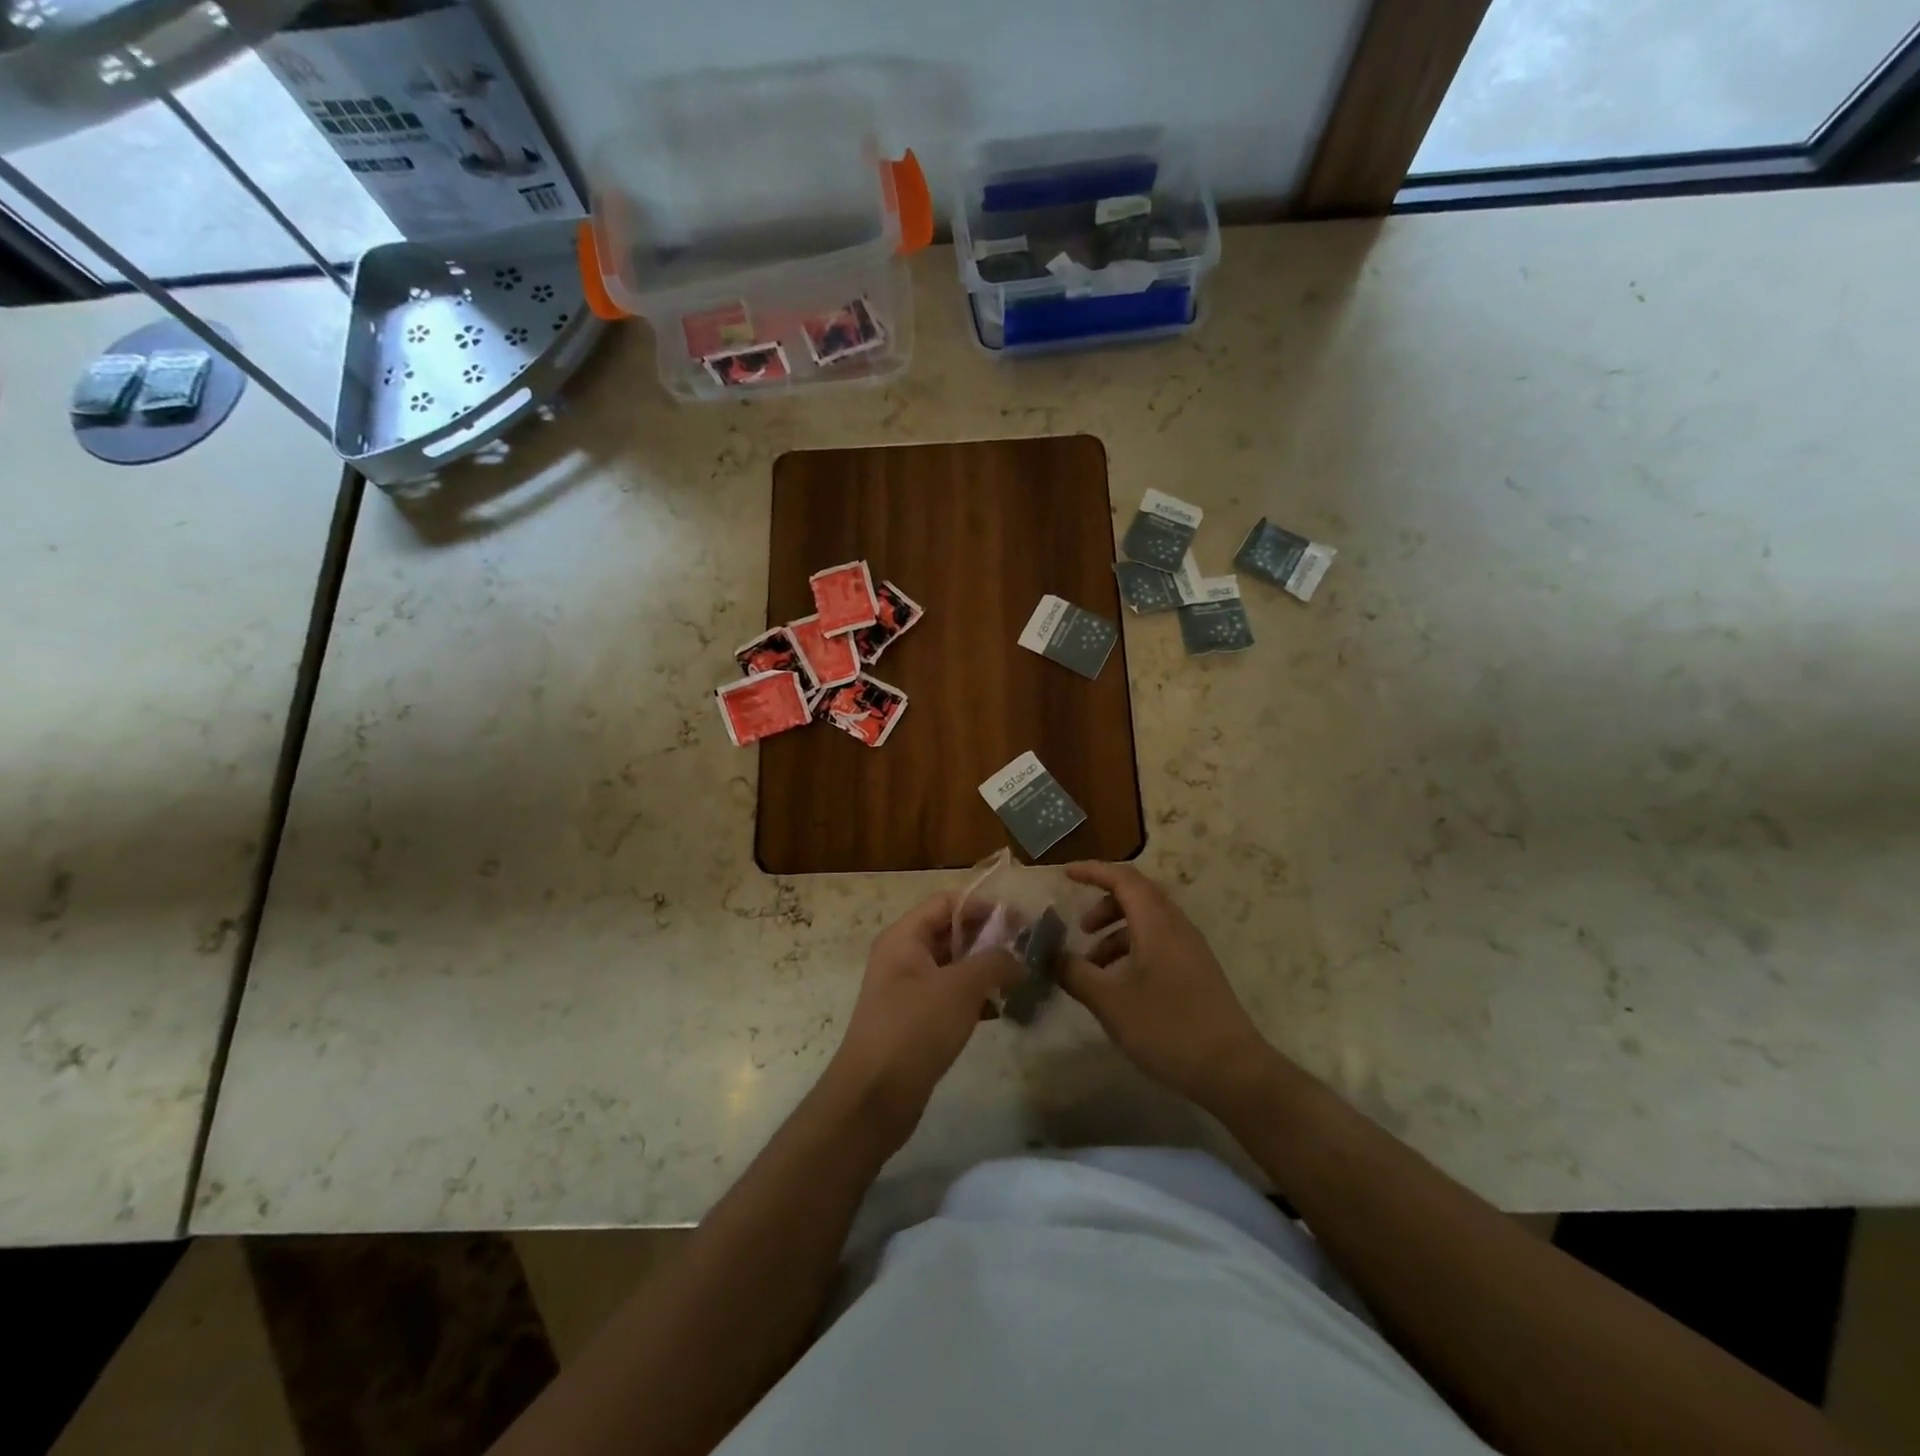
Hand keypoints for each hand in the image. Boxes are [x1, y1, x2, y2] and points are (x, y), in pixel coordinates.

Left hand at [826, 891, 1021, 1150]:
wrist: (874, 1097)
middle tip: (1026, 950)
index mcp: (904, 937)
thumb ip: (995, 962)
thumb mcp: (961, 987)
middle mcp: (902, 956)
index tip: (1020, 921)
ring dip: (984, 969)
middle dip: (988, 938)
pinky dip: (973, 998)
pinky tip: (1000, 1009)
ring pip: (952, 966)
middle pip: (950, 932)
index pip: (946, 902)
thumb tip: (1020, 957)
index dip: (983, 906)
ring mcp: (906, 990)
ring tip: (1020, 979)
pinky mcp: (914, 1020)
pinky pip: (949, 996)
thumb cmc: (915, 1028)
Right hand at [1059, 862, 1276, 1110]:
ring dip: (1116, 932)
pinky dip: (1132, 949)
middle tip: (1080, 928)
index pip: (1122, 878)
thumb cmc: (1167, 1027)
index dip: (1092, 871)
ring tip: (1093, 966)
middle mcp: (1176, 926)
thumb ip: (1074, 973)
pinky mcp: (1196, 970)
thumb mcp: (1109, 1001)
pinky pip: (1158, 942)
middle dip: (1103, 904)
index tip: (1065, 874)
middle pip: (1136, 895)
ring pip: (1147, 921)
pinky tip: (1119, 984)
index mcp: (1156, 922)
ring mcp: (1190, 948)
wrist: (1232, 1070)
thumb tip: (1049, 954)